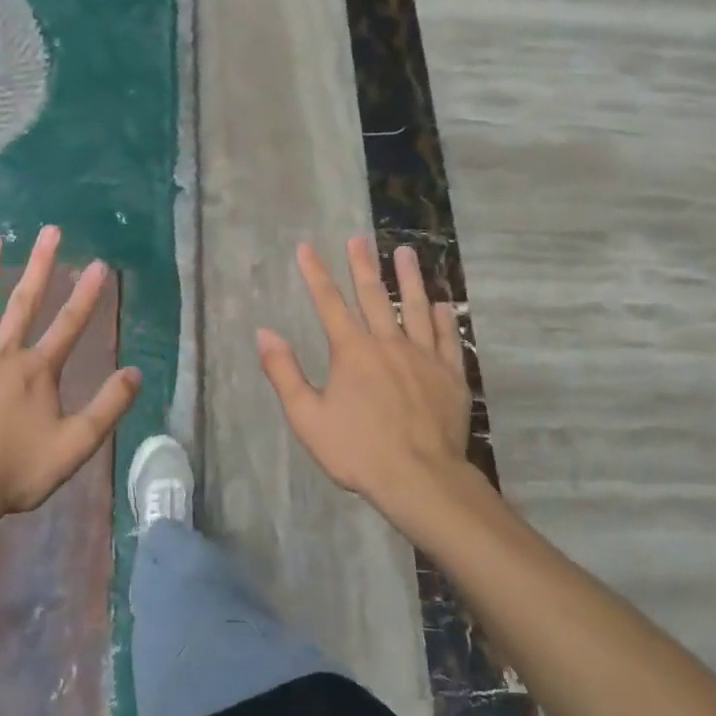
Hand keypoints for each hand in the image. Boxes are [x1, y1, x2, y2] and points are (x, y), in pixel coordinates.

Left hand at [0, 226, 139, 519]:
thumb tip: (135, 372)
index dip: (87, 294)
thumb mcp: (75, 445)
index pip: (69, 323)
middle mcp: (3, 354)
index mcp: (38, 369)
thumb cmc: (17, 469)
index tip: (99, 264)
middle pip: (24, 301)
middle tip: (49, 230)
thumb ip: (108, 407)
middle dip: (39, 264)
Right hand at [256, 238, 472, 521]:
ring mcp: (423, 356)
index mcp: (352, 351)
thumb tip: (264, 333)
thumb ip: (285, 373)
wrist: (419, 477)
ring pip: (415, 307)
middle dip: (362, 265)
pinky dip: (443, 318)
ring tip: (405, 253)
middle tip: (359, 238)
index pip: (329, 303)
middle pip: (373, 296)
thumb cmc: (358, 450)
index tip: (307, 248)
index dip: (316, 273)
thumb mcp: (308, 417)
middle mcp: (388, 343)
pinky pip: (447, 338)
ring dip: (409, 278)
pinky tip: (442, 303)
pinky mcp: (450, 374)